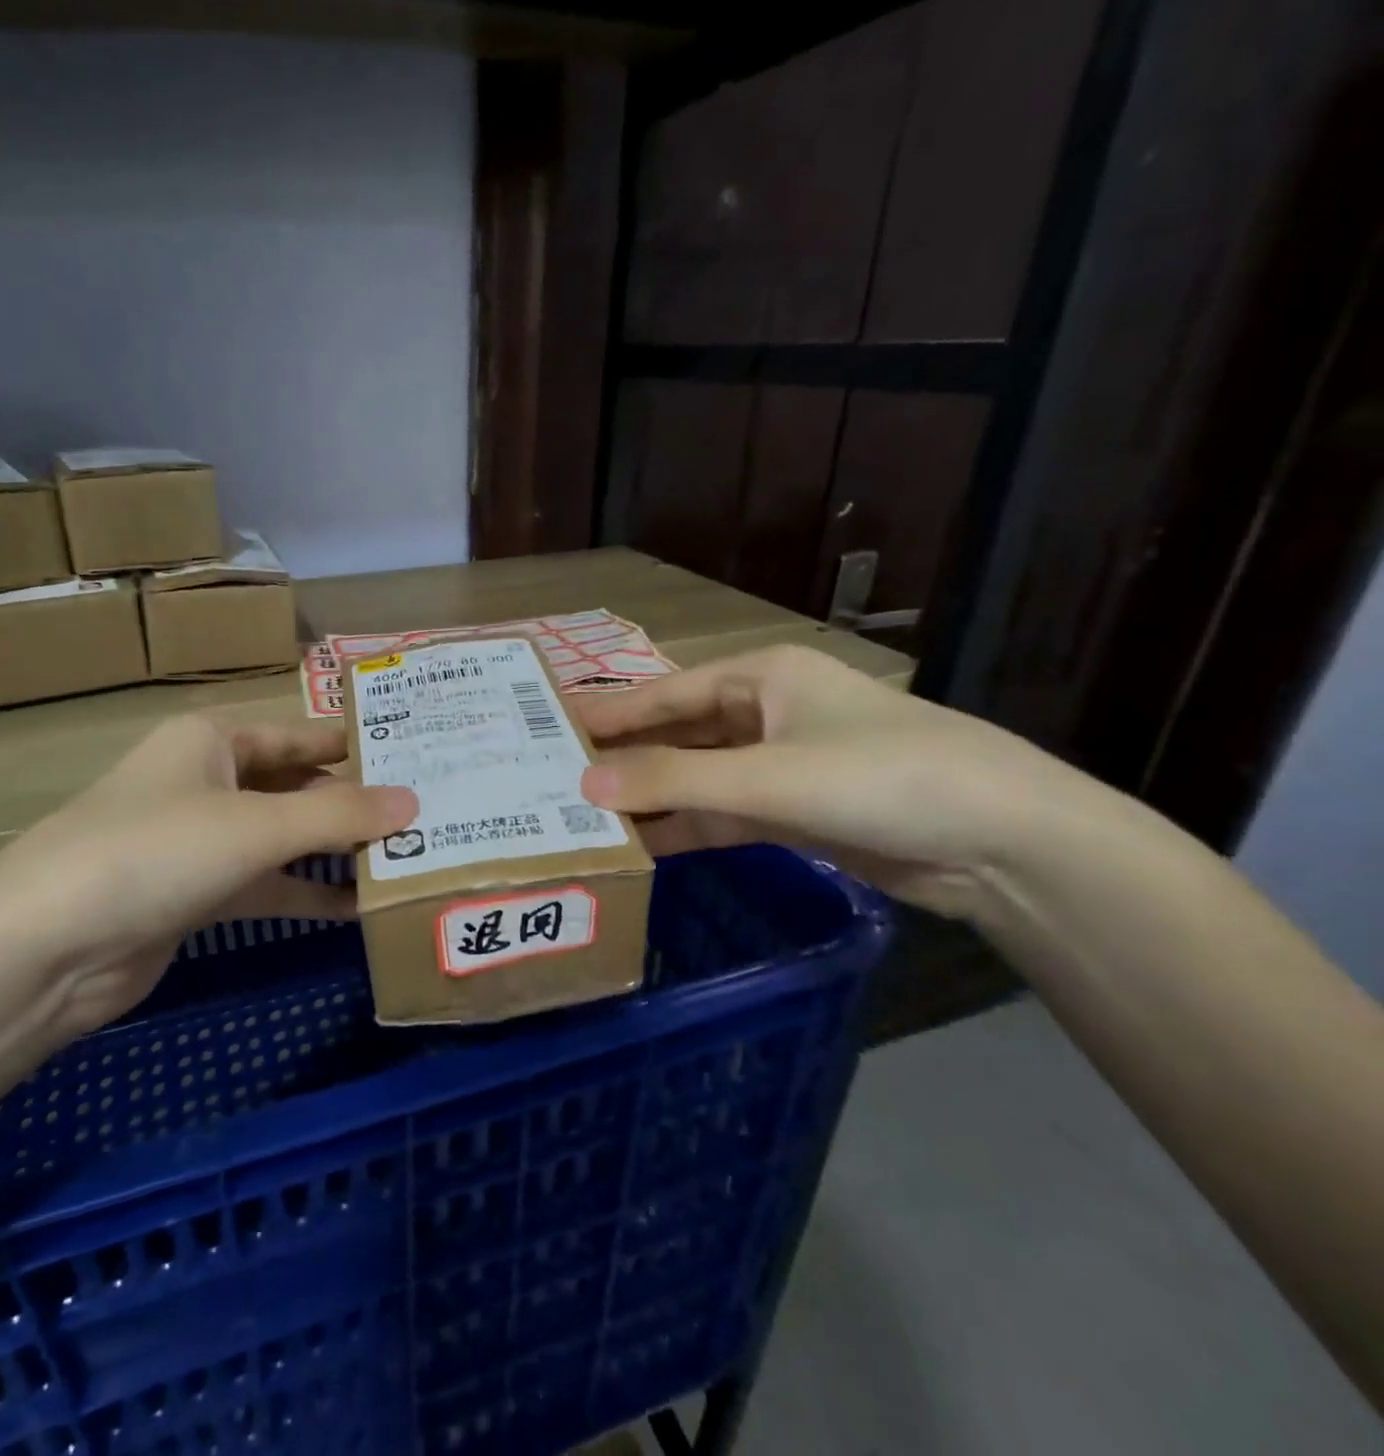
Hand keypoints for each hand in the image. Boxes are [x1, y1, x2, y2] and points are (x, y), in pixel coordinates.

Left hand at [0, 715, 415, 1039]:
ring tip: (407, 859)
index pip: (303, 735)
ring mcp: (203, 841)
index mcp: (214, 740)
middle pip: (298, 786)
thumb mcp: (256, 824)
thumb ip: (338, 814)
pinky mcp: (199, 895)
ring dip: (337, 851)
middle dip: (356, 803)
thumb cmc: (156, 851)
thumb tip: (414, 802)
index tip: (420, 756)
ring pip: (286, 838)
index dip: (358, 746)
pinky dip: (308, 893)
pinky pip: (268, 884)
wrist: (48, 948)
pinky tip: (359, 906)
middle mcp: (209, 782)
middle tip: (430, 813)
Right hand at [576, 645, 1092, 920]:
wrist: (1003, 843)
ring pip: (695, 778)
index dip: (609, 711)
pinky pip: (721, 814)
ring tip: (581, 815)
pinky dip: (683, 828)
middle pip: (676, 734)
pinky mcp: (792, 813)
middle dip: (623, 757)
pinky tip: (639, 846)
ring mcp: (779, 766)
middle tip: (554, 776)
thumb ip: (674, 782)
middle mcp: (764, 714)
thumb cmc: (882, 777)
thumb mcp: (769, 776)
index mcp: (761, 678)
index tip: (549, 726)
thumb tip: (584, 784)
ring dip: (649, 798)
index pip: (665, 693)